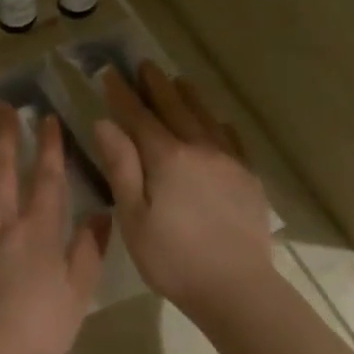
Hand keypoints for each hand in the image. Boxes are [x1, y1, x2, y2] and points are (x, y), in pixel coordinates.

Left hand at [0, 104, 106, 353]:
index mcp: (37, 232)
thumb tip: (100, 216)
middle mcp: (1, 225)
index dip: (49, 148)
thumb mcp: (77, 293)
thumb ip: (88, 252)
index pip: (46, 180)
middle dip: (4, 138)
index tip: (46, 119)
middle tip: (1, 107)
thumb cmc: (39, 326)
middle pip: (2, 174)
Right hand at [92, 63, 274, 319]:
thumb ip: (121, 166)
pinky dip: (218, 124)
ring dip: (188, 97)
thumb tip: (106, 123)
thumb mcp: (133, 217)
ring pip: (205, 118)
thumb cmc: (173, 258)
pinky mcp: (247, 178)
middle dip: (155, 85)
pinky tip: (217, 123)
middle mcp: (199, 148)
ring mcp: (228, 161)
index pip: (138, 117)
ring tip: (177, 81)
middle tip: (143, 65)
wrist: (236, 288)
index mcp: (166, 158)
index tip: (109, 73)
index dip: (122, 94)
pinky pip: (232, 139)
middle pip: (174, 108)